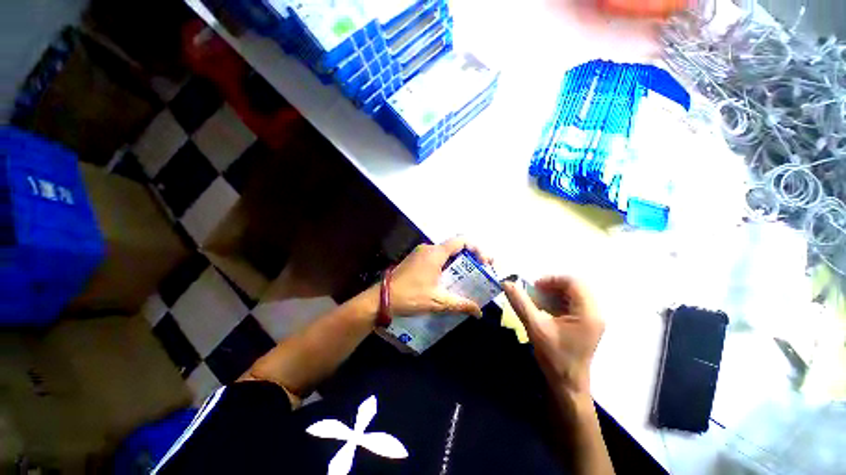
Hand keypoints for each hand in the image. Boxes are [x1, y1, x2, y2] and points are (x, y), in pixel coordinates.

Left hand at [388, 237, 491, 317]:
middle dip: (471, 257)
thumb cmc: (410, 296)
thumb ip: (460, 304)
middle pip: (455, 246)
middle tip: (482, 270)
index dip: (477, 249)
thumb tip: (479, 312)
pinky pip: (437, 257)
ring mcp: (421, 253)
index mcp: (436, 253)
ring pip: (446, 252)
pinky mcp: (416, 259)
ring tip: (469, 276)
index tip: (484, 263)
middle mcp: (429, 248)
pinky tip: (450, 279)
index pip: (462, 241)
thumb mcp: (438, 301)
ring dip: (459, 261)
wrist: (382, 298)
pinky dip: (448, 265)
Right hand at [502, 276, 603, 395]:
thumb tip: (506, 283)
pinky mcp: (586, 324)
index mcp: (587, 312)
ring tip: (537, 302)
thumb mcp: (534, 327)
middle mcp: (595, 313)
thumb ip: (520, 303)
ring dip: (553, 294)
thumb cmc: (554, 357)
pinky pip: (572, 304)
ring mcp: (592, 319)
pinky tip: (544, 310)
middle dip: (551, 286)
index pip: (573, 282)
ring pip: (573, 294)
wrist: (567, 384)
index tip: (534, 287)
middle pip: (574, 286)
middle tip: (534, 293)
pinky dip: (557, 302)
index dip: (551, 279)